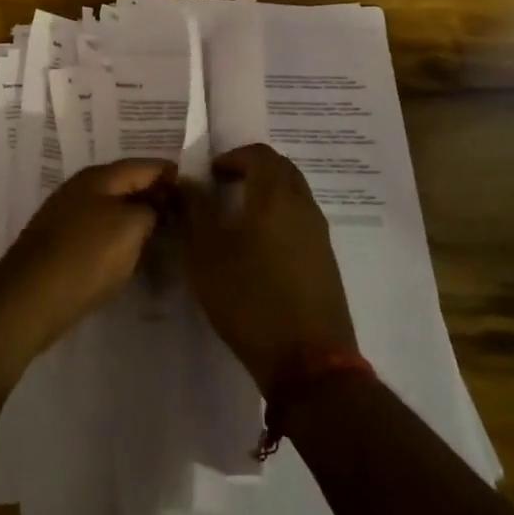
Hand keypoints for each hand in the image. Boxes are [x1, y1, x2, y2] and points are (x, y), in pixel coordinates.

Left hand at [0, 159, 173, 359]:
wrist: (31, 298)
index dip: (172, 175)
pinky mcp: (62, 243)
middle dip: (156, 196)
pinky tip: (134, 253)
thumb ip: (152, 209)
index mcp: (99, 176)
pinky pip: (101, 230)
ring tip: (166, 235)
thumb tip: (158, 203)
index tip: (197, 192)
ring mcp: (68, 215)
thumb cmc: (86, 256)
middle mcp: (81, 188)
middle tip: (186, 217)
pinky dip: (121, 237)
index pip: (145, 165)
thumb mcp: (131, 227)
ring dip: (138, 218)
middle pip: (127, 184)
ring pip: (114, 208)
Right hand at [180, 143, 357, 391]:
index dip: (233, 156)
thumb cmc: (249, 298)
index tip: (210, 174)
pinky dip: (280, 217)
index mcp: (274, 195)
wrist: (308, 361)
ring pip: (294, 194)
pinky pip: (301, 220)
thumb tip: (187, 182)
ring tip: (238, 217)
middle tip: (224, 187)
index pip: (258, 154)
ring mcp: (319, 234)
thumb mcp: (206, 254)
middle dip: (252, 169)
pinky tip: (259, 247)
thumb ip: (195, 211)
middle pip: (281, 169)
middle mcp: (303, 205)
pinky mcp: (326, 261)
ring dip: (268, 193)